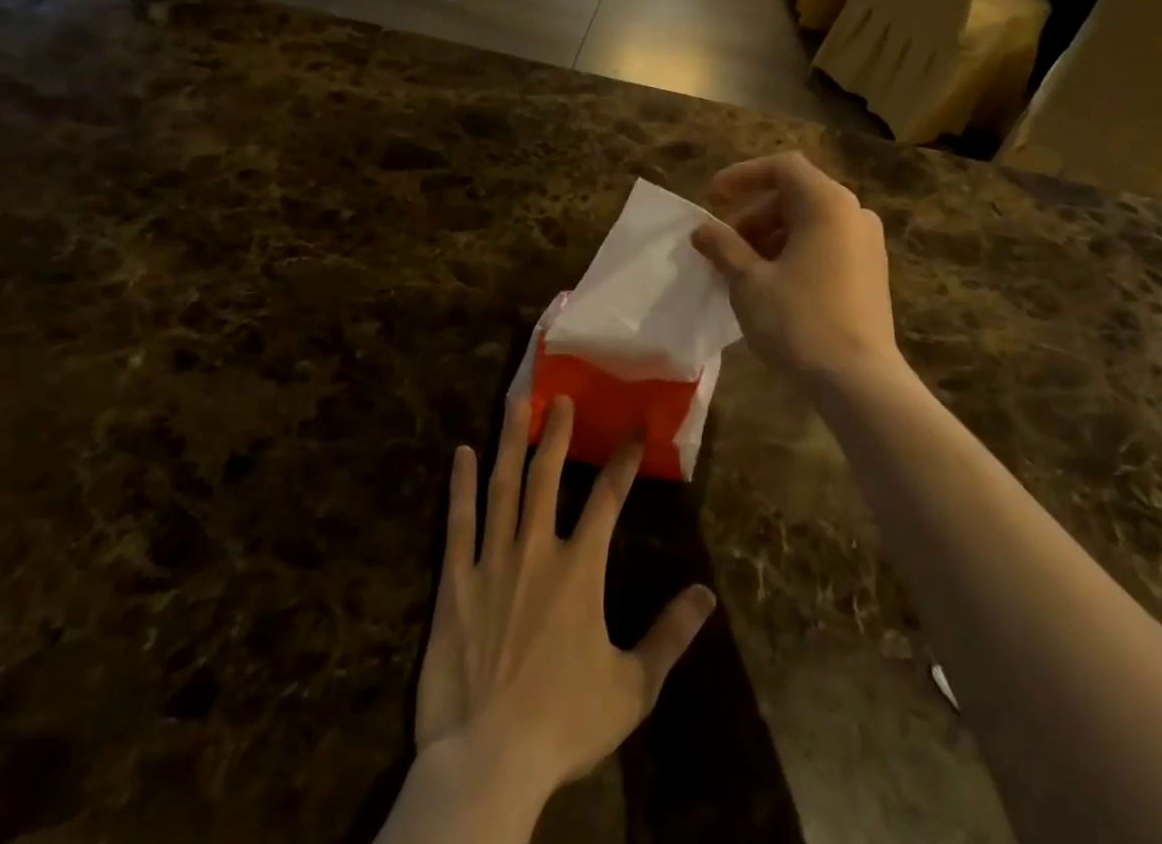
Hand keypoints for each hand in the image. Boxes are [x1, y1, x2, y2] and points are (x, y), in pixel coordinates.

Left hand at [414, 397, 715, 808]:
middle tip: (562, 398)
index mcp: (580, 569)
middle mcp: (537, 550)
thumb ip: (669, 636)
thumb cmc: (563, 724)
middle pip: (547, 477)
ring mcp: (492, 562)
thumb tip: (707, 595)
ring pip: (503, 486)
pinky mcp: (454, 583)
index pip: (608, 499)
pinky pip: (458, 522)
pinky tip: (462, 453)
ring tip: (517, 404)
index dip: (624, 462)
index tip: (635, 431)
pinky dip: (460, 485)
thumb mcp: (632, 687)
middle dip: (558, 434)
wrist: (488, 762)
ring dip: (511, 442)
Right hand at [691, 153, 903, 388]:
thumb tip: (702, 229)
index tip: (714, 196)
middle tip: (724, 244)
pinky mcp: (872, 272)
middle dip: (754, 215)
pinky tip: (772, 284)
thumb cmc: (799, 321)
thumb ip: (723, 247)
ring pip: (811, 222)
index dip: (743, 176)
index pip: (782, 167)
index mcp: (827, 203)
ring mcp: (868, 244)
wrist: (859, 381)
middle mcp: (854, 213)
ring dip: (772, 236)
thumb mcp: (749, 282)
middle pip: (796, 195)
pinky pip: (827, 244)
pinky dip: (796, 252)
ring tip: (742, 269)